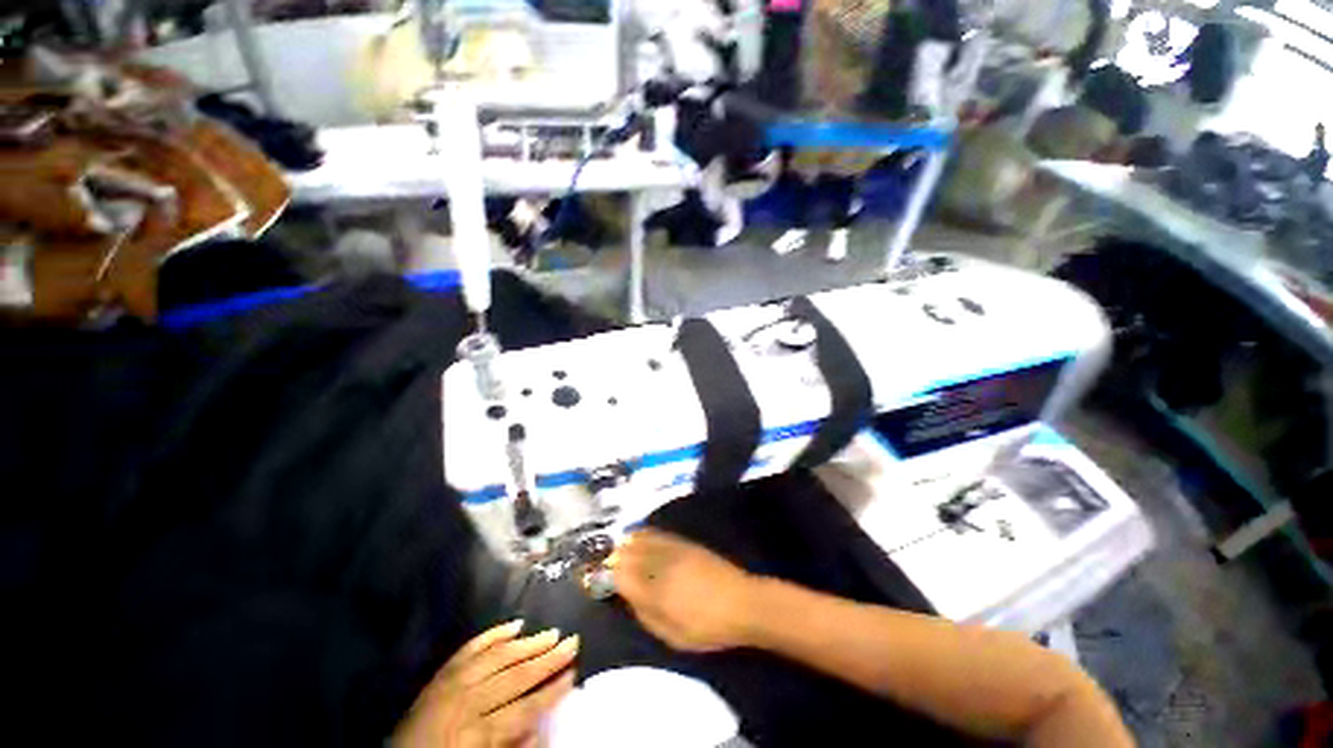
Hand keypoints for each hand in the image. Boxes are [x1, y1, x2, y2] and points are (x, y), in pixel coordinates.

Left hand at [393, 621, 578, 747]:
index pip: (524, 708)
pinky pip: (472, 647)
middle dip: (547, 659)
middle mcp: (466, 702)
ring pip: (499, 656)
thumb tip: (543, 728)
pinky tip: (515, 624)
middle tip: (572, 641)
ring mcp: (452, 682)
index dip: (551, 691)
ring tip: (552, 633)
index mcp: (476, 733)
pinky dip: (495, 634)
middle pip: (515, 676)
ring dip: (528, 643)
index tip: (574, 673)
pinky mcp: (443, 672)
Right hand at [611, 529, 761, 652]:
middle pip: (628, 553)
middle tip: (606, 564)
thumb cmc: (707, 627)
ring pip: (641, 539)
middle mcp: (660, 564)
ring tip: (619, 549)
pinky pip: (658, 533)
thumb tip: (630, 598)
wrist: (743, 602)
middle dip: (613, 557)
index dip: (606, 575)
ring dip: (627, 543)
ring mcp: (673, 549)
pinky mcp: (685, 542)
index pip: (621, 576)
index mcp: (655, 591)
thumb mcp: (672, 635)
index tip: (597, 578)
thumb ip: (646, 615)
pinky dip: (644, 534)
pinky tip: (639, 536)